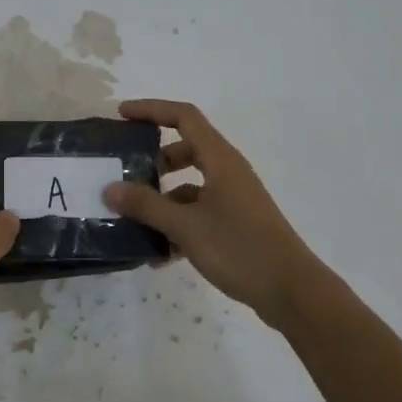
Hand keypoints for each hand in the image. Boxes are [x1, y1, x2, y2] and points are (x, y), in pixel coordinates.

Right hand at [102, 99, 325, 321]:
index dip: (152, 110)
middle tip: (125, 174)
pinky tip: (159, 255)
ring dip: (162, 198)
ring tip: (134, 220)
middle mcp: (227, 172)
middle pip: (185, 150)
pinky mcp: (236, 223)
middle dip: (153, 160)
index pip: (184, 117)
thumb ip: (146, 206)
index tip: (122, 115)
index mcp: (220, 160)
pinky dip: (177, 224)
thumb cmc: (239, 248)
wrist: (291, 291)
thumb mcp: (185, 226)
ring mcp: (233, 198)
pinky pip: (198, 212)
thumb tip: (109, 188)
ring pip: (190, 185)